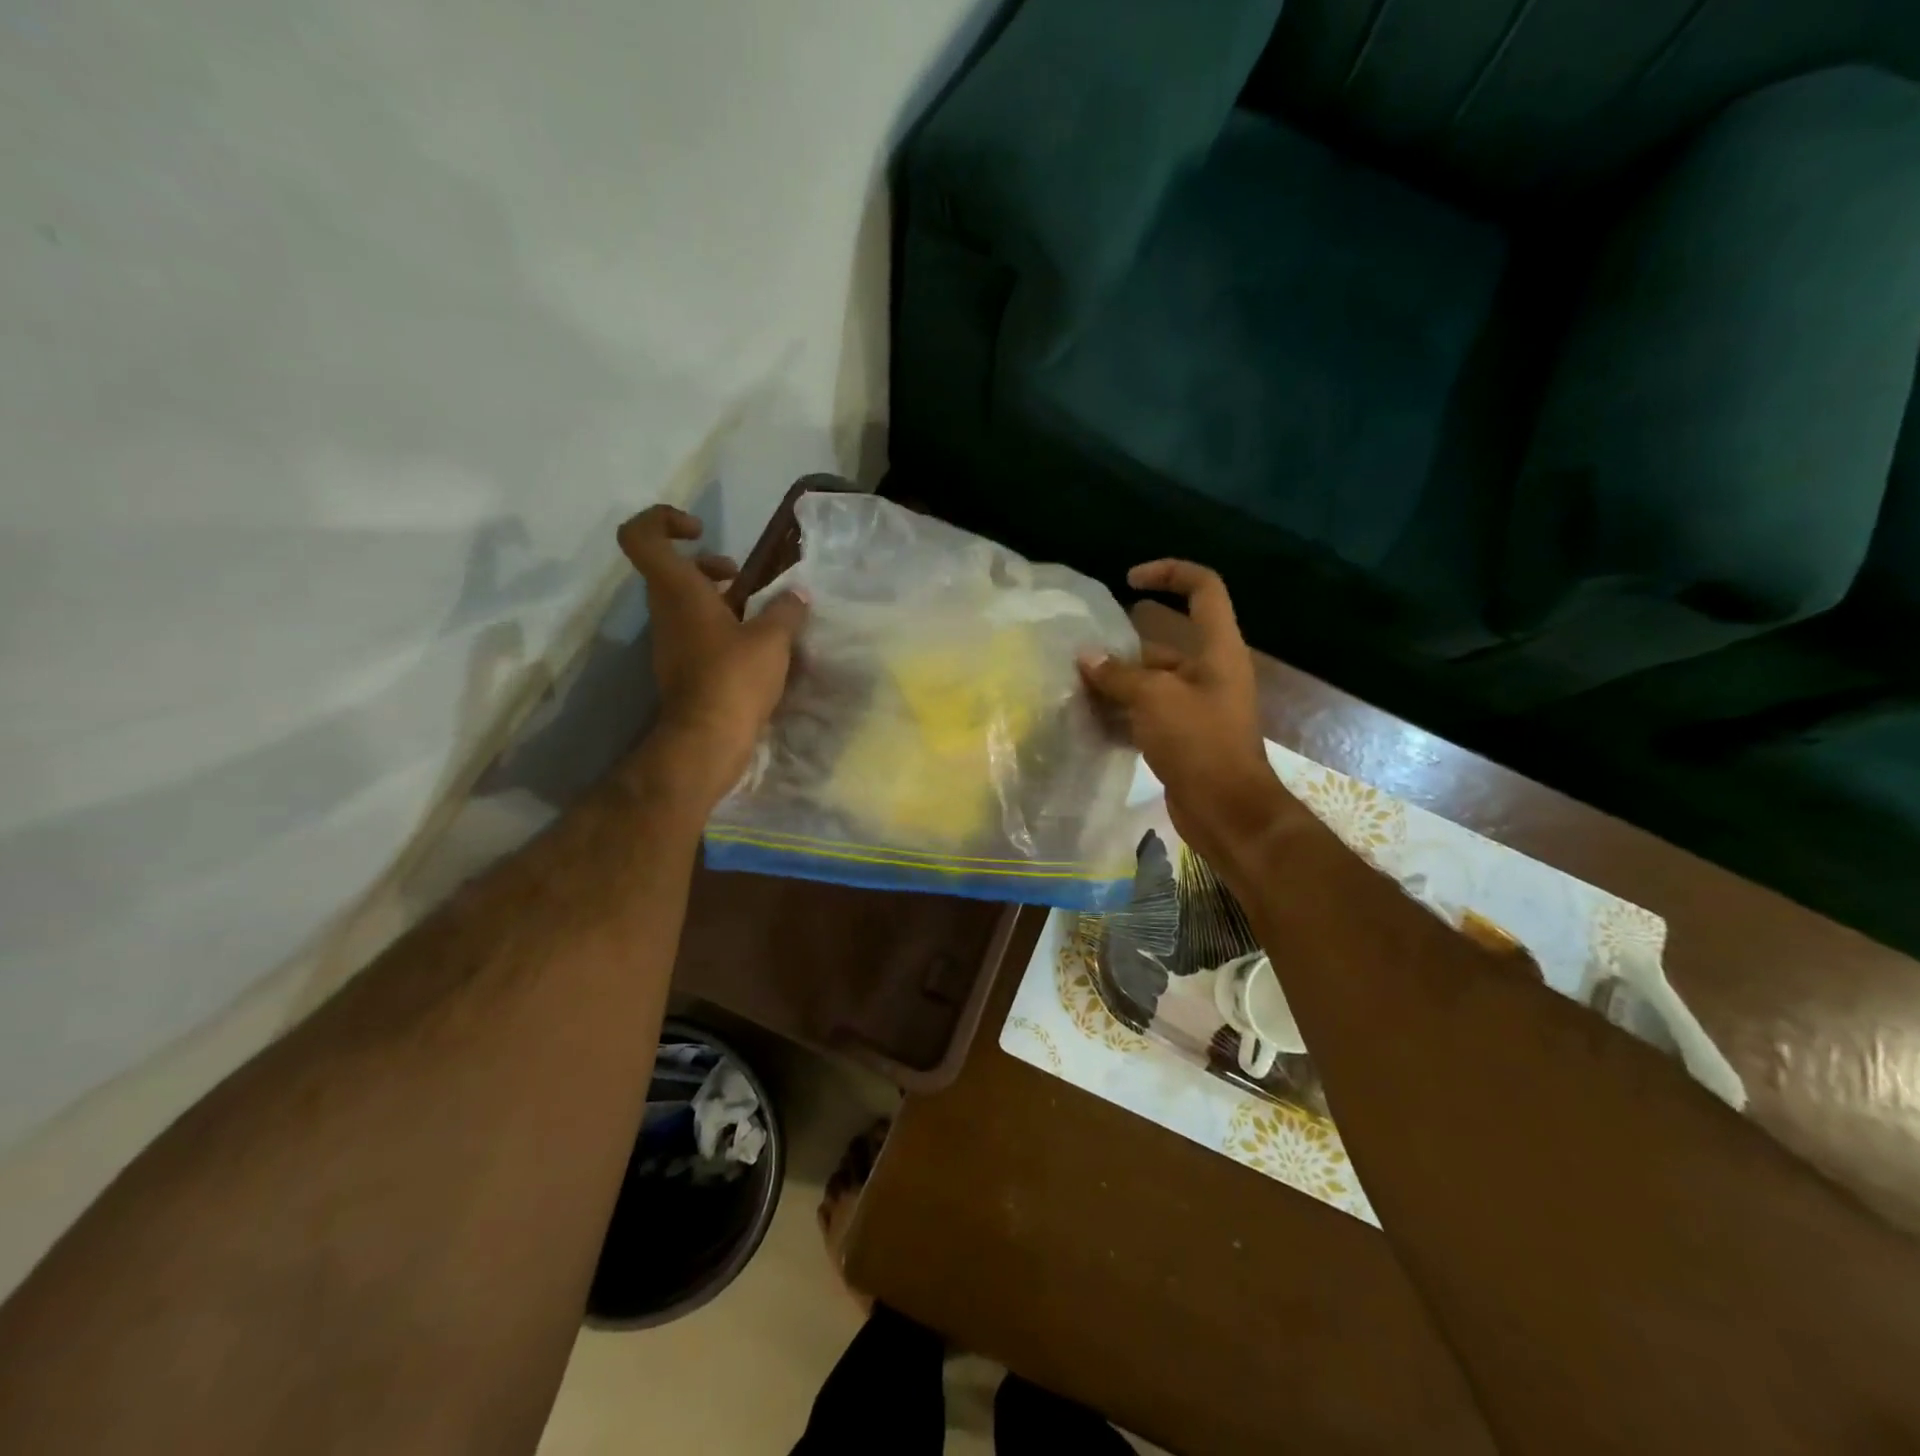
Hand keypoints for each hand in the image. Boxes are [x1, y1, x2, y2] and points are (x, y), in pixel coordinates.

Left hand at [617, 505, 807, 811]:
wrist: (706, 740)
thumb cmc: (734, 678)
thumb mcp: (772, 639)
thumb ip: (786, 610)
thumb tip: (798, 595)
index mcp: (678, 591)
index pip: (642, 536)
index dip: (663, 520)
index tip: (699, 530)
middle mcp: (666, 611)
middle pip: (670, 569)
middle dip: (706, 565)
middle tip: (739, 578)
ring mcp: (671, 641)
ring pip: (686, 603)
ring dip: (718, 599)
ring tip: (758, 614)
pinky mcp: (682, 667)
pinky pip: (697, 632)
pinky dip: (722, 628)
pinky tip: (756, 647)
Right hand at [1078, 561, 1288, 858]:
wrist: (1226, 811)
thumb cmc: (1199, 742)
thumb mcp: (1155, 699)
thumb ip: (1118, 675)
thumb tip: (1086, 658)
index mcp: (1217, 649)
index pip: (1203, 589)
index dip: (1169, 573)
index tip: (1130, 580)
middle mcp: (1209, 671)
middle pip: (1164, 642)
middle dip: (1122, 646)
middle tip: (1082, 655)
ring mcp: (1196, 706)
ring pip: (1150, 682)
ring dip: (1116, 683)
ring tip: (1075, 686)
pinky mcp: (1182, 736)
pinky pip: (1146, 713)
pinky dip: (1121, 713)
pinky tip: (1089, 719)